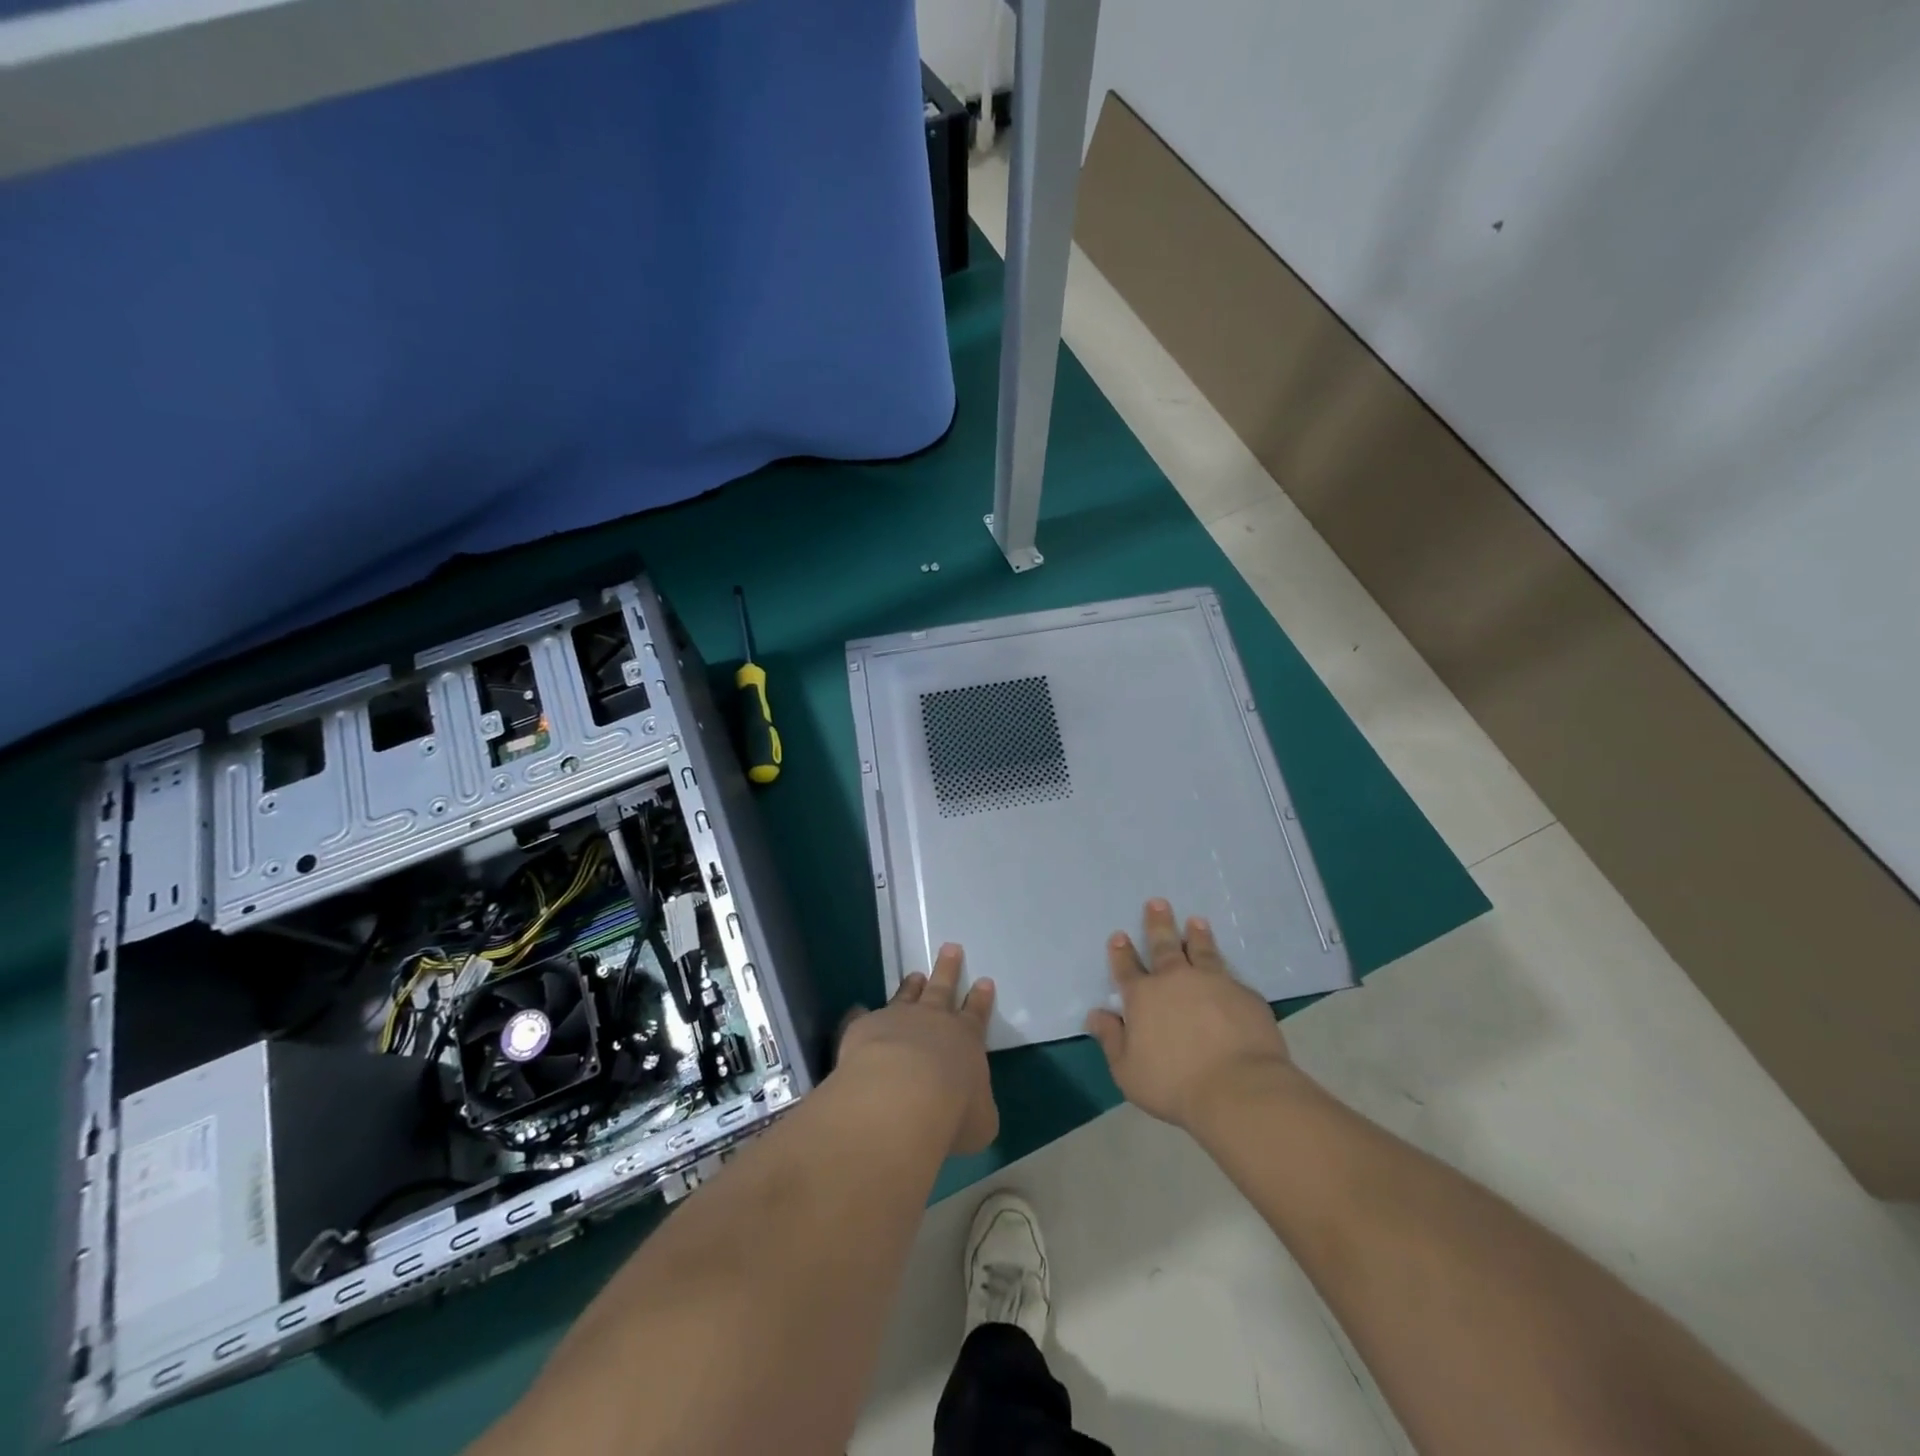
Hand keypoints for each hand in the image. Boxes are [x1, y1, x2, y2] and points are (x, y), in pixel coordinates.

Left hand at [837, 944, 998, 1155]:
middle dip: (949, 970)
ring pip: (907, 996)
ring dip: (912, 986)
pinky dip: (861, 1014)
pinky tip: (857, 1009)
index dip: (981, 999)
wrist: (901, 1096)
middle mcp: (933, 1022)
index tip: (984, 981)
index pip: (977, 1015)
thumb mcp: (980, 1122)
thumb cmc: (951, 1113)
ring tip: (915, 974)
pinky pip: (862, 1016)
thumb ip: (976, 1110)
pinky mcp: (865, 1027)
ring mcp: (898, 1020)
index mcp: (966, 1041)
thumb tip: (971, 1109)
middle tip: (951, 948)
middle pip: (943, 989)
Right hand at [1085, 899, 1295, 1132]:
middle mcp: (1176, 980)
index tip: (1119, 935)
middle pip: (1164, 946)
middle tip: (1158, 902)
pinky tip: (1229, 971)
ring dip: (1196, 935)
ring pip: (1202, 951)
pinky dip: (1226, 970)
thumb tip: (1096, 1015)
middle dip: (1158, 924)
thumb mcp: (1128, 1071)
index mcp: (1144, 997)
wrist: (1238, 1089)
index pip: (1127, 968)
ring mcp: (1213, 983)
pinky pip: (1232, 978)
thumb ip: (1111, 1040)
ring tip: (1196, 920)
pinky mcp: (1245, 996)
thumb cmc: (1174, 1084)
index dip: (1121, 952)